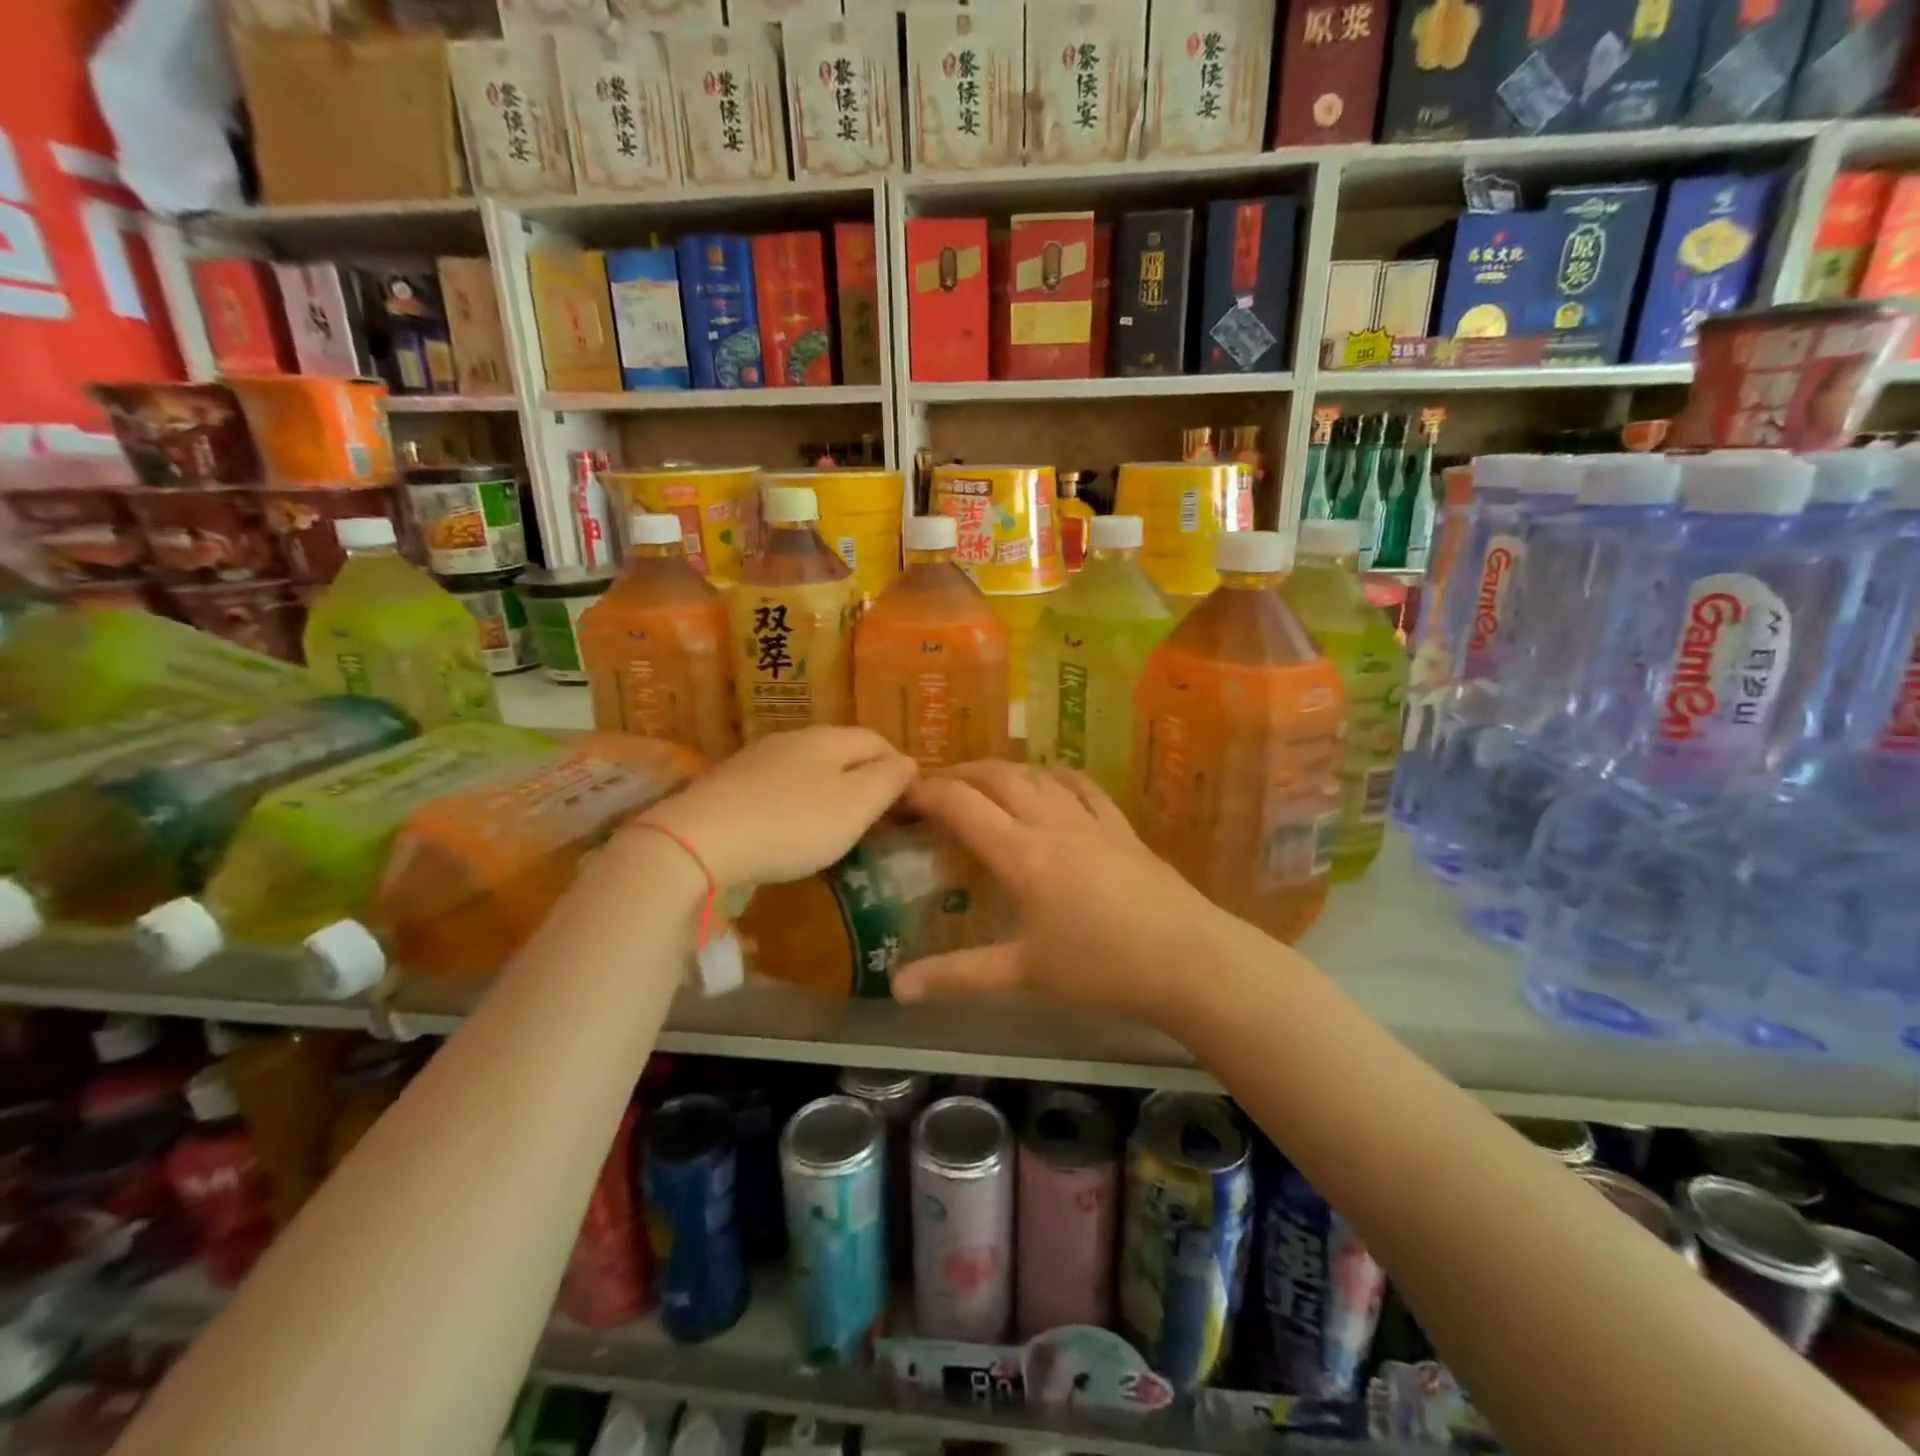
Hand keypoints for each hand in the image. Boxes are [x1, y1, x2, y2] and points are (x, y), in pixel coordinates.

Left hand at [633, 727, 916, 887]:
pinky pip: (778, 783)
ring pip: (808, 765)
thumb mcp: (855, 806)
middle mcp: (794, 738)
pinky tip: (790, 824)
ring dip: (828, 786)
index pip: (876, 739)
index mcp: (829, 739)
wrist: (701, 839)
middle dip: (863, 773)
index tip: (907, 795)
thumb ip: (887, 781)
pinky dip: (796, 798)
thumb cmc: (793, 824)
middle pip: (841, 748)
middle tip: (875, 809)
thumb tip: (908, 762)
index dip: (897, 764)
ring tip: (836, 818)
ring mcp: (757, 758)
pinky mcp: (730, 782)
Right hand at [890, 761, 1221, 1029]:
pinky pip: (1081, 786)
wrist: (1189, 960)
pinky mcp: (1121, 827)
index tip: (902, 792)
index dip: (927, 792)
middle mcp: (1052, 823)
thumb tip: (898, 989)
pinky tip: (1049, 782)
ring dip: (1002, 770)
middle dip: (959, 773)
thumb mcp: (1025, 975)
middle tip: (933, 785)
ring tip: (981, 782)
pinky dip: (1054, 776)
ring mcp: (1091, 820)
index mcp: (1022, 854)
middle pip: (998, 777)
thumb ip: (959, 975)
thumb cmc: (1102, 969)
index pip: (962, 805)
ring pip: (1037, 775)